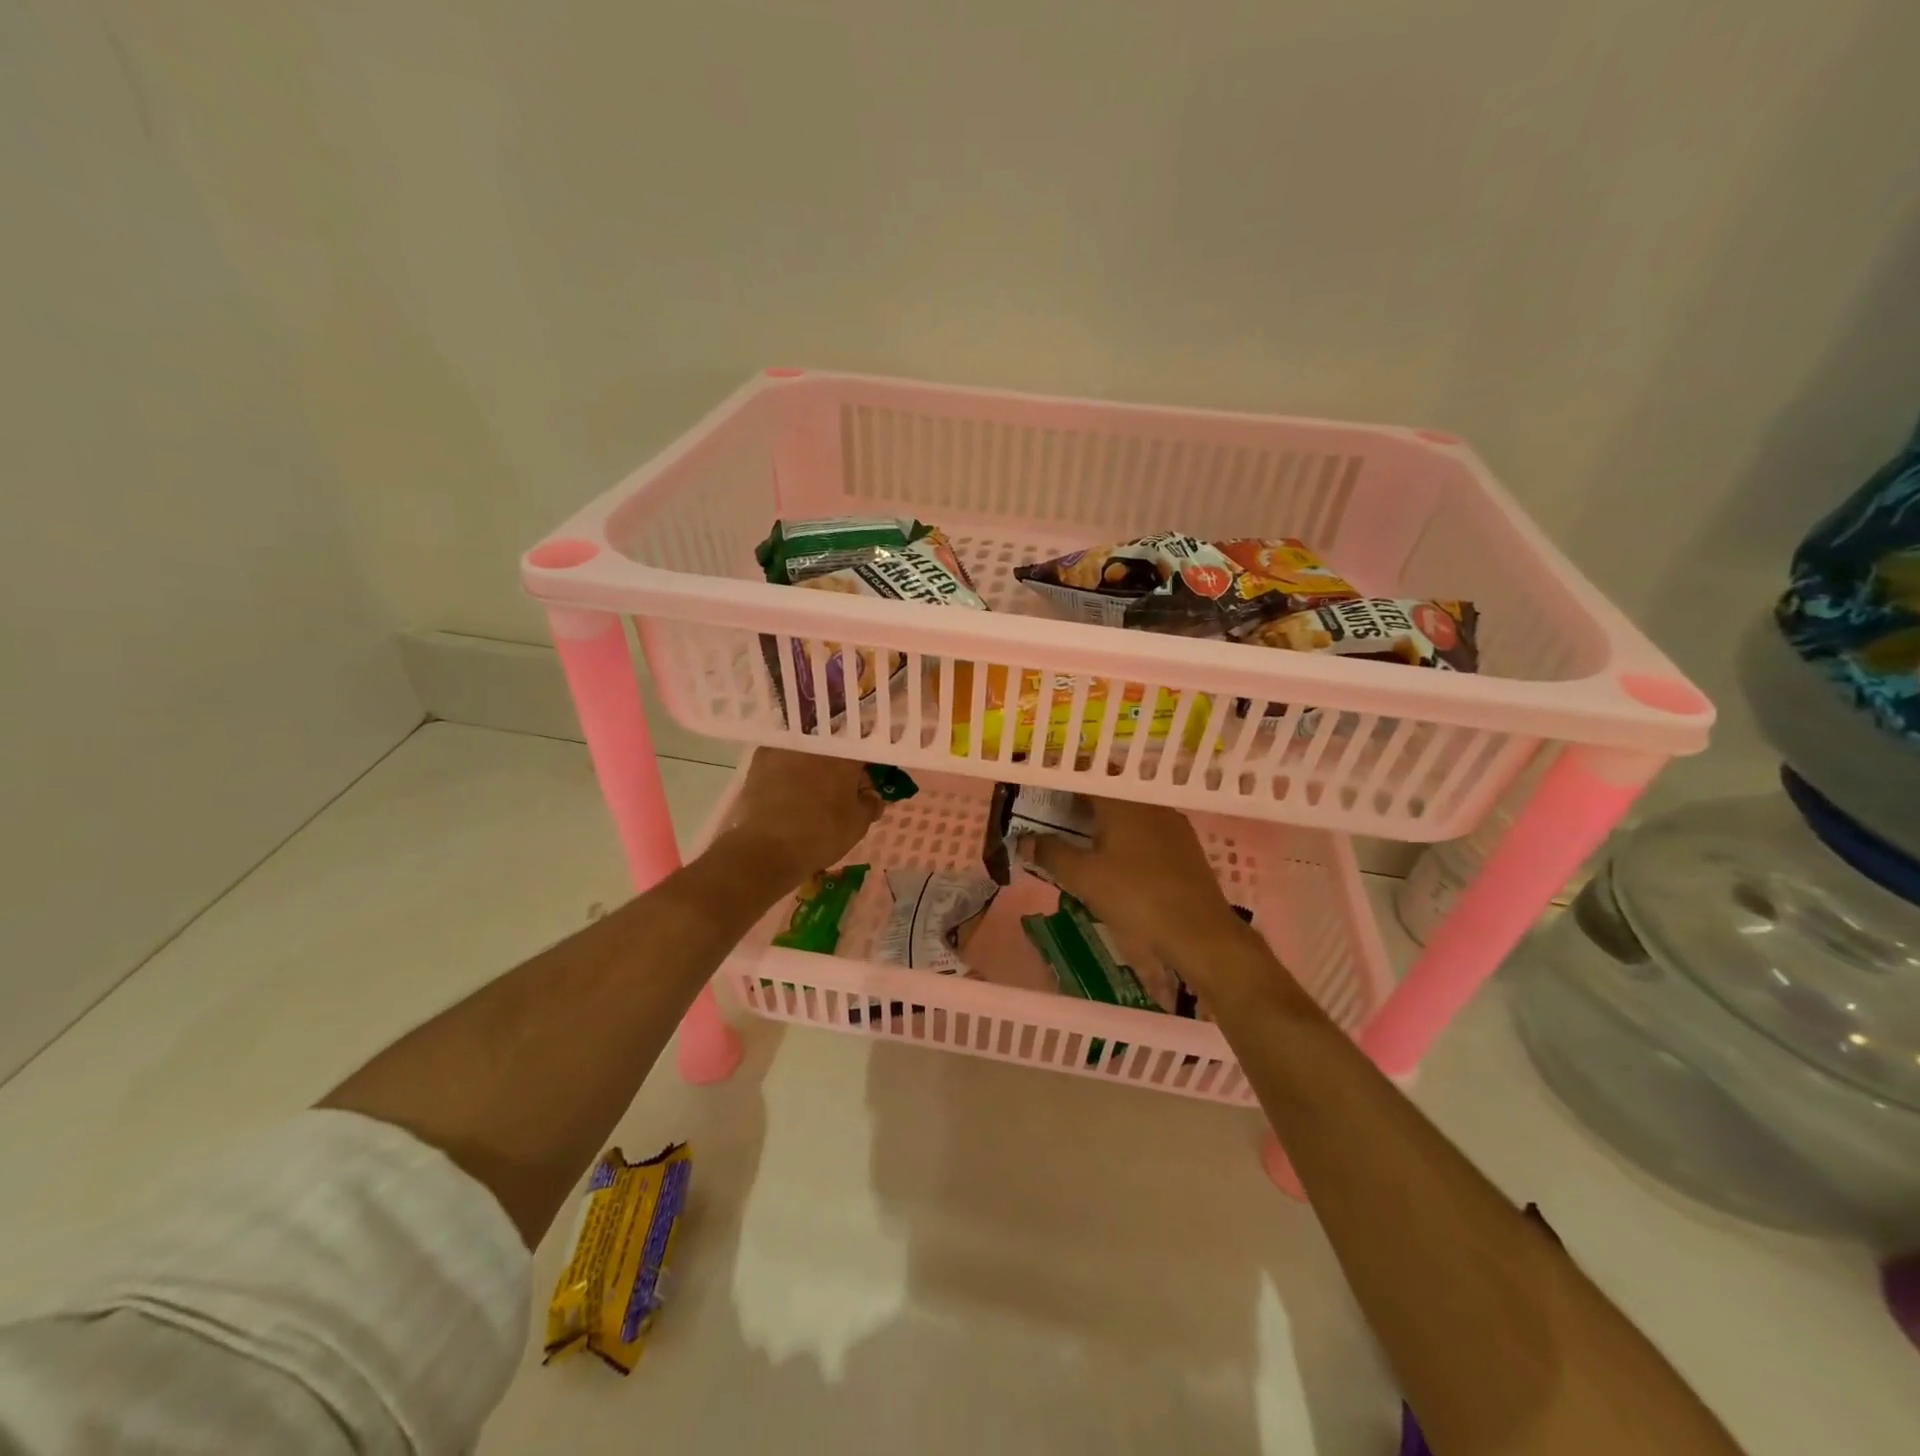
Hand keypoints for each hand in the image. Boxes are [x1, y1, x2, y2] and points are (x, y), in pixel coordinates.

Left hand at [718, 748, 882, 889]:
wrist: (766, 848)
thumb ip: (870, 804)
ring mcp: (786, 748)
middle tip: (839, 792)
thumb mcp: (858, 825)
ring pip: (807, 752)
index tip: (864, 785)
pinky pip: (782, 760)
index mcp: (845, 755)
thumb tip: (871, 796)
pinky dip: (788, 771)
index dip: (866, 768)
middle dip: (838, 767)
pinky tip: (787, 791)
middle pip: (834, 748)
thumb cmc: (821, 835)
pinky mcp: (760, 759)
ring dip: (812, 767)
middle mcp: (816, 743)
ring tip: (810, 793)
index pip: (863, 751)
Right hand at [1030, 797, 1270, 993]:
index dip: (1063, 780)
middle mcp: (1148, 803)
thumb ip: (1051, 853)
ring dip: (1104, 820)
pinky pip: (1146, 829)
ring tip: (1081, 838)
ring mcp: (1171, 823)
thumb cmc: (1135, 896)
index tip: (1042, 789)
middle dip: (1080, 801)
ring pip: (1129, 811)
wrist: (1199, 930)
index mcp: (1121, 802)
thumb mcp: (1084, 877)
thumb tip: (1023, 840)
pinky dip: (1125, 835)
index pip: (1087, 775)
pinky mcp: (1184, 846)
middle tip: (1054, 816)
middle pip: (1108, 792)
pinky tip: (1117, 858)